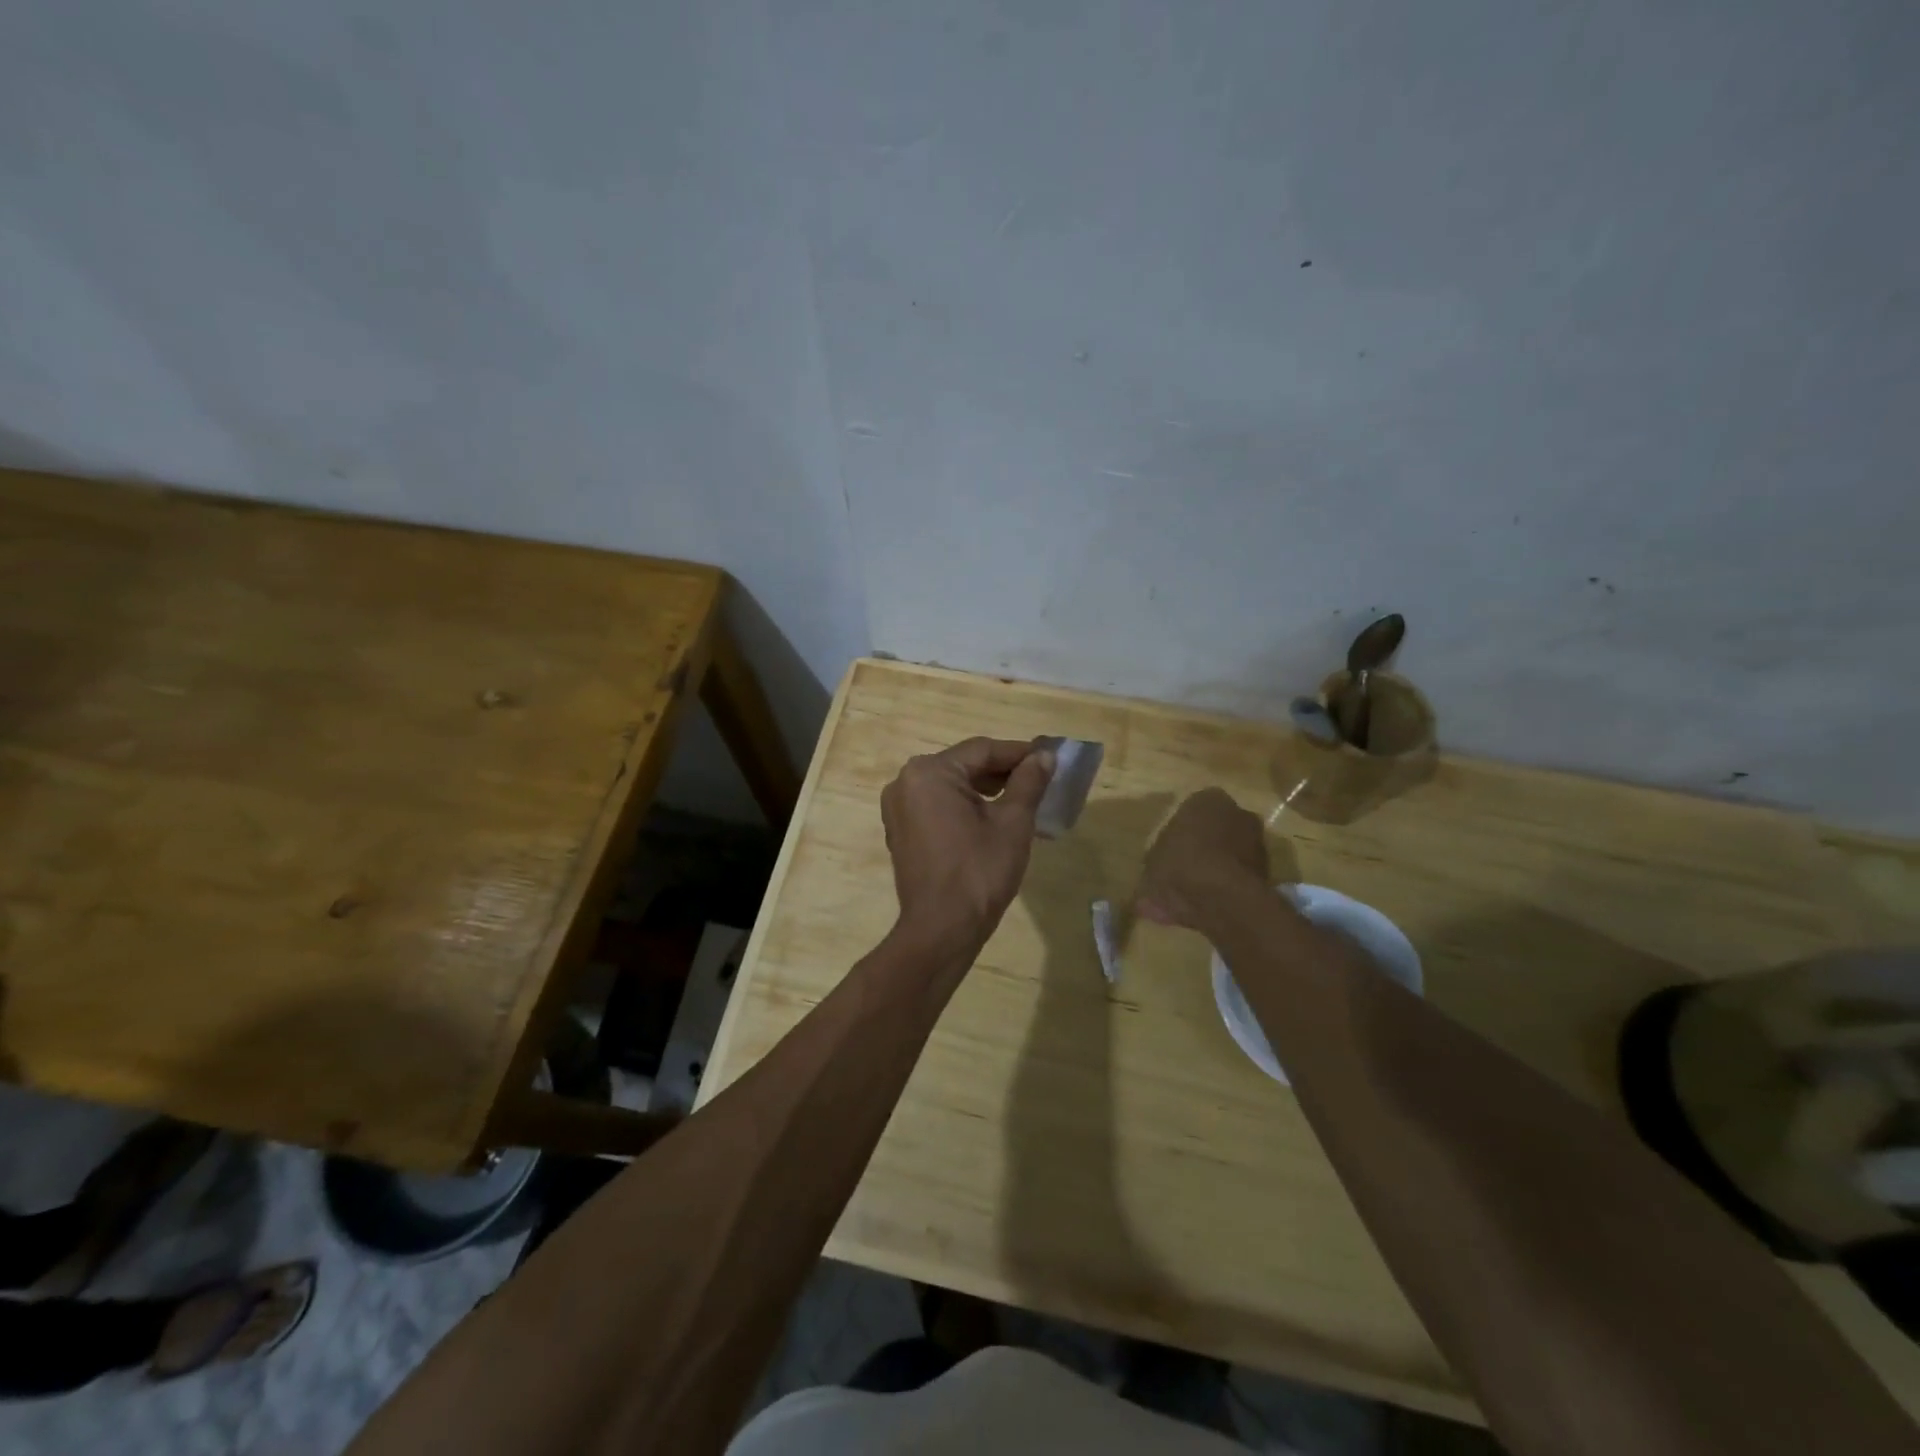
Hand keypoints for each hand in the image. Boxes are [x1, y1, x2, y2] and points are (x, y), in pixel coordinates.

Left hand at [881, 737, 1055, 953]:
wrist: (942, 929)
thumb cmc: (979, 871)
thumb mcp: (1013, 822)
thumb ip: (1028, 782)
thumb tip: (1044, 756)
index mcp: (929, 772)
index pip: (982, 750)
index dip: (1019, 753)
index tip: (1050, 757)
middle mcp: (905, 782)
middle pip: (964, 765)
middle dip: (1002, 771)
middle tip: (1040, 779)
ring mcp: (899, 807)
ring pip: (951, 786)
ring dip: (985, 789)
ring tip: (1023, 798)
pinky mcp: (901, 830)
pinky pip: (938, 806)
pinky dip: (965, 806)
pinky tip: (994, 817)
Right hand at [1135, 788, 1269, 929]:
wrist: (1223, 898)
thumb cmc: (1180, 865)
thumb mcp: (1152, 863)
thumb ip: (1156, 864)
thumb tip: (1152, 885)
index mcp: (1206, 800)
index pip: (1191, 811)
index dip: (1180, 834)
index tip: (1170, 853)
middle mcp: (1236, 812)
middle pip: (1215, 830)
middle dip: (1202, 847)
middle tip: (1183, 872)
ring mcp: (1256, 840)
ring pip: (1229, 853)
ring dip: (1216, 869)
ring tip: (1195, 895)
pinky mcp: (1268, 870)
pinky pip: (1238, 876)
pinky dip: (1226, 888)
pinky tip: (1208, 907)